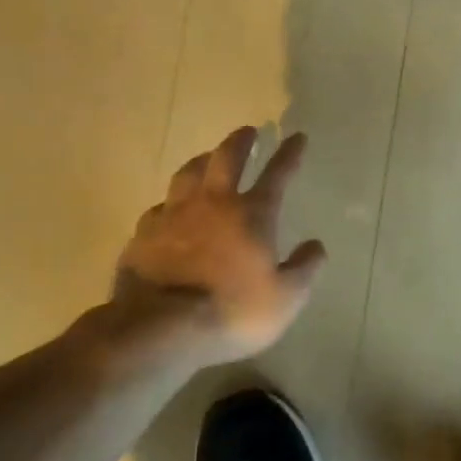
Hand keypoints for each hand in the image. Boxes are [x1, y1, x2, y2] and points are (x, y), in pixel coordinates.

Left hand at [91, 127, 326, 372]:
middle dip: (240, 141)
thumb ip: (305, 268)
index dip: (289, 153)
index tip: (297, 137)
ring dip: (201, 161)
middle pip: (226, 158)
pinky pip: (159, 208)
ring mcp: (173, 216)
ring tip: (207, 158)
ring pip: (187, 174)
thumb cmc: (233, 311)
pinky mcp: (144, 235)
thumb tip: (316, 245)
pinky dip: (171, 203)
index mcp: (252, 214)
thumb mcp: (286, 297)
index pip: (277, 173)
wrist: (161, 328)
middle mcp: (213, 204)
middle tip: (247, 131)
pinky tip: (170, 209)